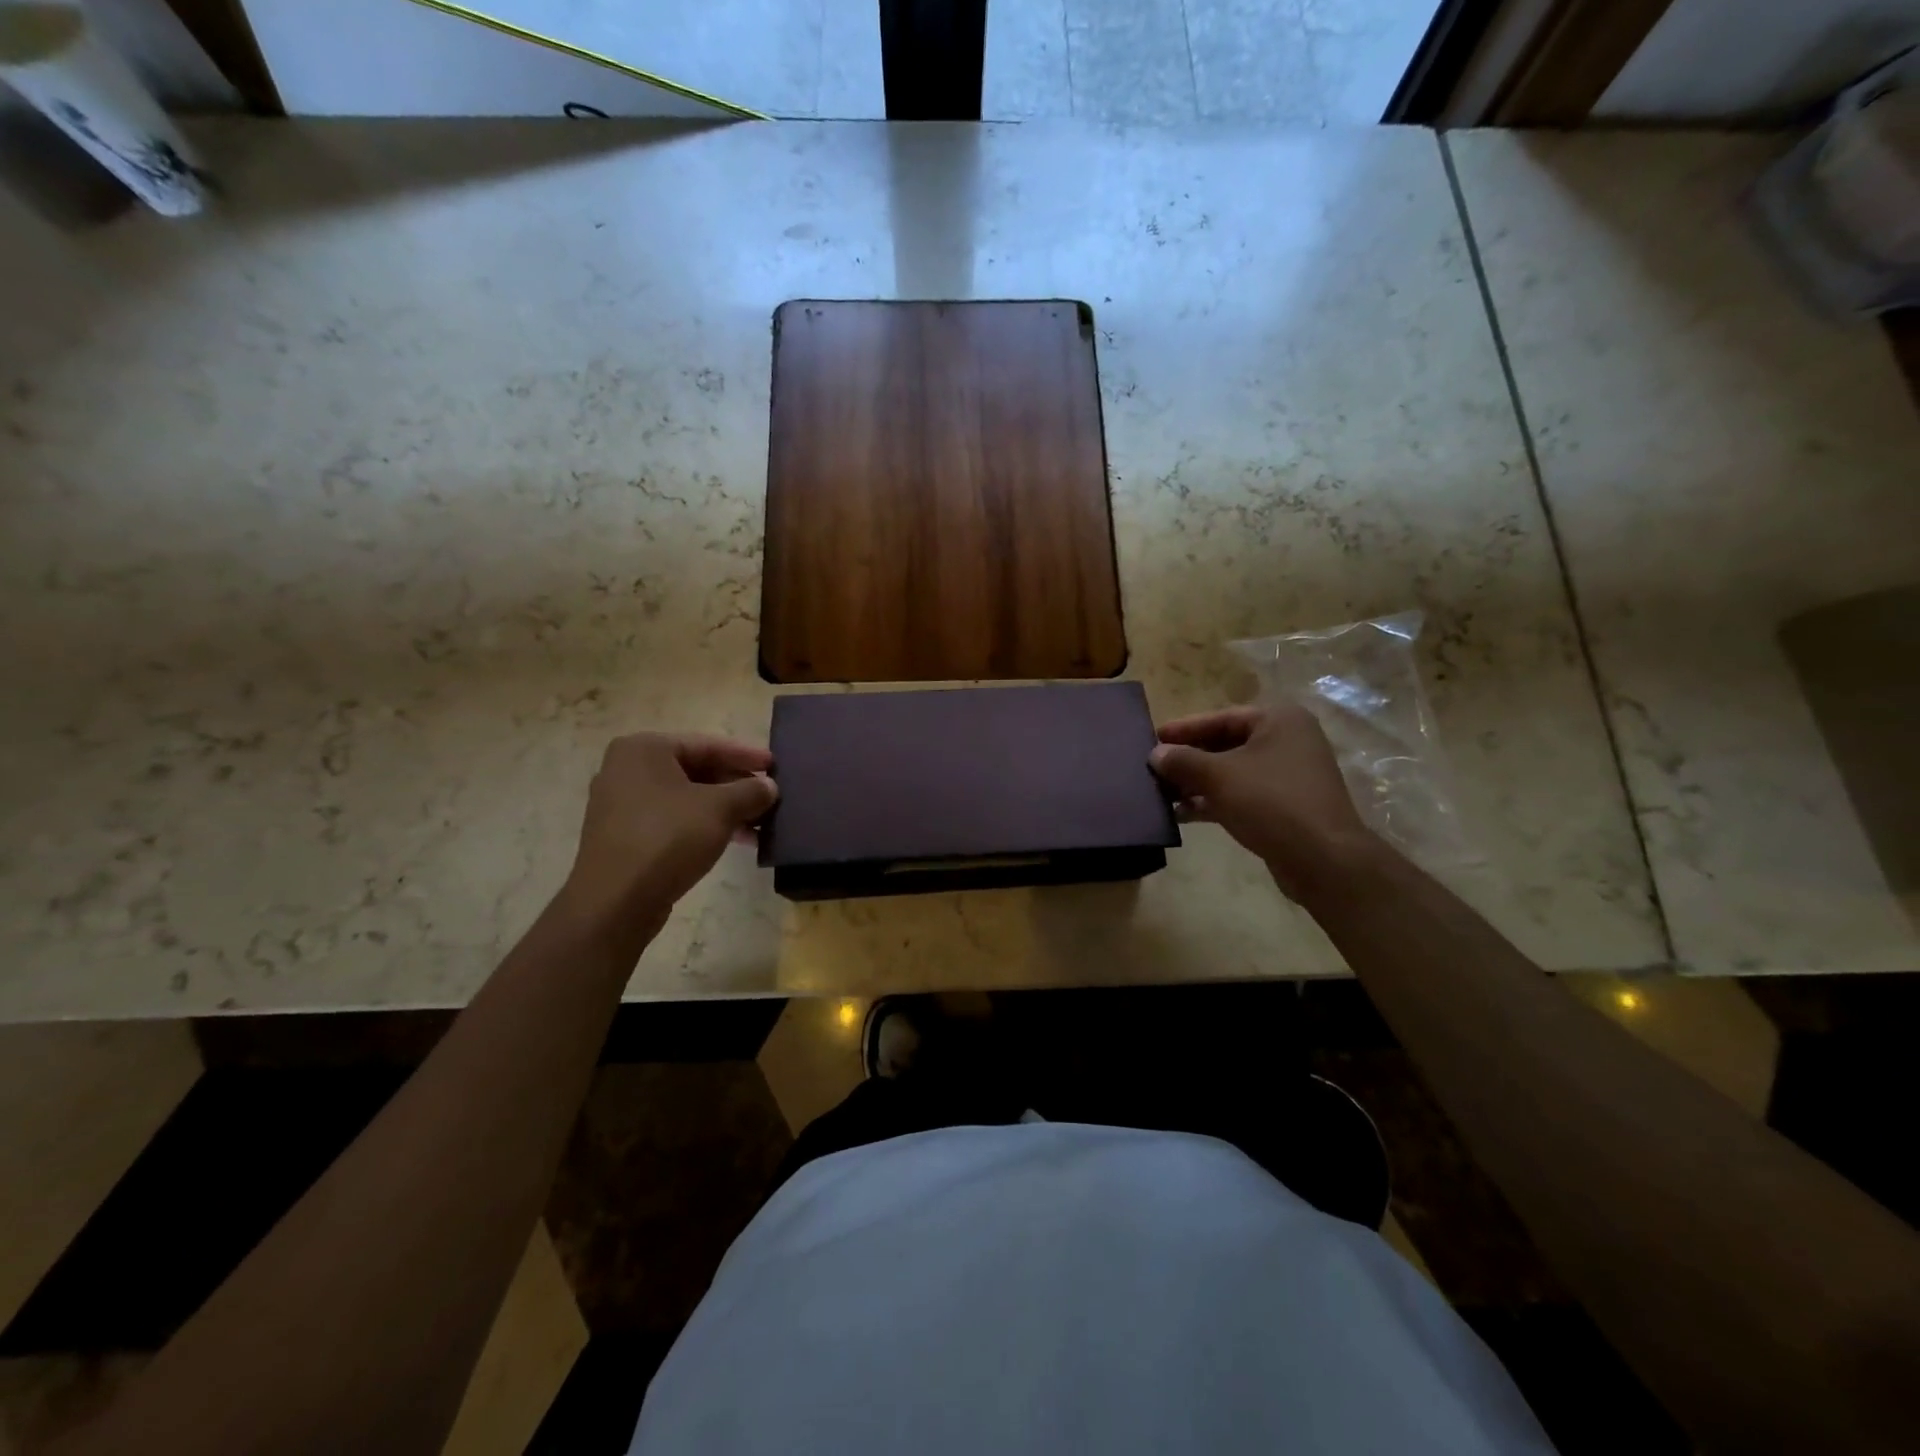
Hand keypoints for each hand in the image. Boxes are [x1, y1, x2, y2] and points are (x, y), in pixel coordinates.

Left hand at [562, 733, 776, 931]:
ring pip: (687, 798)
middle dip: (736, 786)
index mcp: (644, 749)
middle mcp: (627, 769)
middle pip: (696, 770)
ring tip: (760, 824)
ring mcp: (622, 804)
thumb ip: (750, 791)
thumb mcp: (720, 809)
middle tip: (770, 796)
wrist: (616, 902)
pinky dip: (704, 825)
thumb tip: (769, 786)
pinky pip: (673, 820)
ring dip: (725, 809)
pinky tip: (735, 840)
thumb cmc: (668, 839)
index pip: (707, 744)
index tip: (775, 764)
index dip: (746, 755)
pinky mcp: (625, 835)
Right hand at [1151, 703, 1379, 901]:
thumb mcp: (1218, 776)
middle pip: (1225, 745)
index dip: (1184, 729)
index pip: (1220, 718)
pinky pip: (1241, 796)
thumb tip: (1155, 754)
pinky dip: (1213, 802)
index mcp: (1278, 721)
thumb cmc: (1270, 802)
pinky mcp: (1285, 807)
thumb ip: (1183, 761)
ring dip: (1197, 784)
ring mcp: (1288, 776)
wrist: (1322, 859)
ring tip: (1161, 794)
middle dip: (1188, 760)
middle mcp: (1287, 742)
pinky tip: (1182, 814)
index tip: (1153, 738)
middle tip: (1153, 768)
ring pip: (1231, 773)